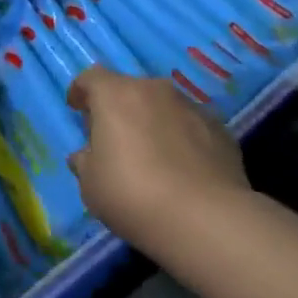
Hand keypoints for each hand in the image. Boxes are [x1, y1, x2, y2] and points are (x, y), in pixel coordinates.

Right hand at [66, 66, 251, 249]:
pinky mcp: (220, 130)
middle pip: (129, 89)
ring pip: (163, 106)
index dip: (81, 91)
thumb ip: (84, 162)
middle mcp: (154, 90)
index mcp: (115, 95)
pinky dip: (182, 138)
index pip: (91, 78)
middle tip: (114, 137)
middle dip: (119, 108)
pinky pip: (191, 126)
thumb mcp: (91, 185)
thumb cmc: (133, 195)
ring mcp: (191, 107)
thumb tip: (86, 155)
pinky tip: (183, 168)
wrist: (207, 220)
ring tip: (152, 154)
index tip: (76, 108)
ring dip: (153, 121)